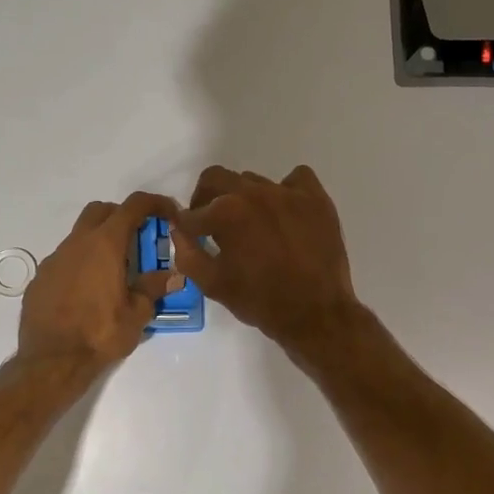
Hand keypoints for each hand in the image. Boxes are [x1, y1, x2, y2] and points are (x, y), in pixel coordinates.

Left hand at [17, 192, 179, 374]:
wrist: (51, 361)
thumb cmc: (100, 334)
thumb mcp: (137, 314)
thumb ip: (154, 288)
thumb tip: (173, 276)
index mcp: (106, 244)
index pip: (133, 206)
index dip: (155, 203)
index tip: (169, 214)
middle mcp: (77, 243)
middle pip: (101, 211)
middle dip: (122, 216)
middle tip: (138, 240)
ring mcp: (54, 259)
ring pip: (80, 236)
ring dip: (99, 243)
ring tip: (114, 273)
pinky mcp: (40, 278)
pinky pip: (64, 261)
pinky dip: (80, 266)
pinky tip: (87, 293)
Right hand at [170, 165, 363, 354]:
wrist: (315, 314)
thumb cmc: (259, 301)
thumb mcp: (212, 284)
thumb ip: (187, 253)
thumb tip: (178, 229)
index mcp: (225, 212)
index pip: (192, 212)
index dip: (188, 226)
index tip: (192, 237)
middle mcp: (254, 193)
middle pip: (216, 179)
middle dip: (206, 199)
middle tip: (212, 224)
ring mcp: (287, 193)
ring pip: (253, 181)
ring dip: (244, 199)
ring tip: (253, 227)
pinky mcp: (315, 199)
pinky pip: (296, 178)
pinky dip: (286, 190)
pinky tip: (286, 212)